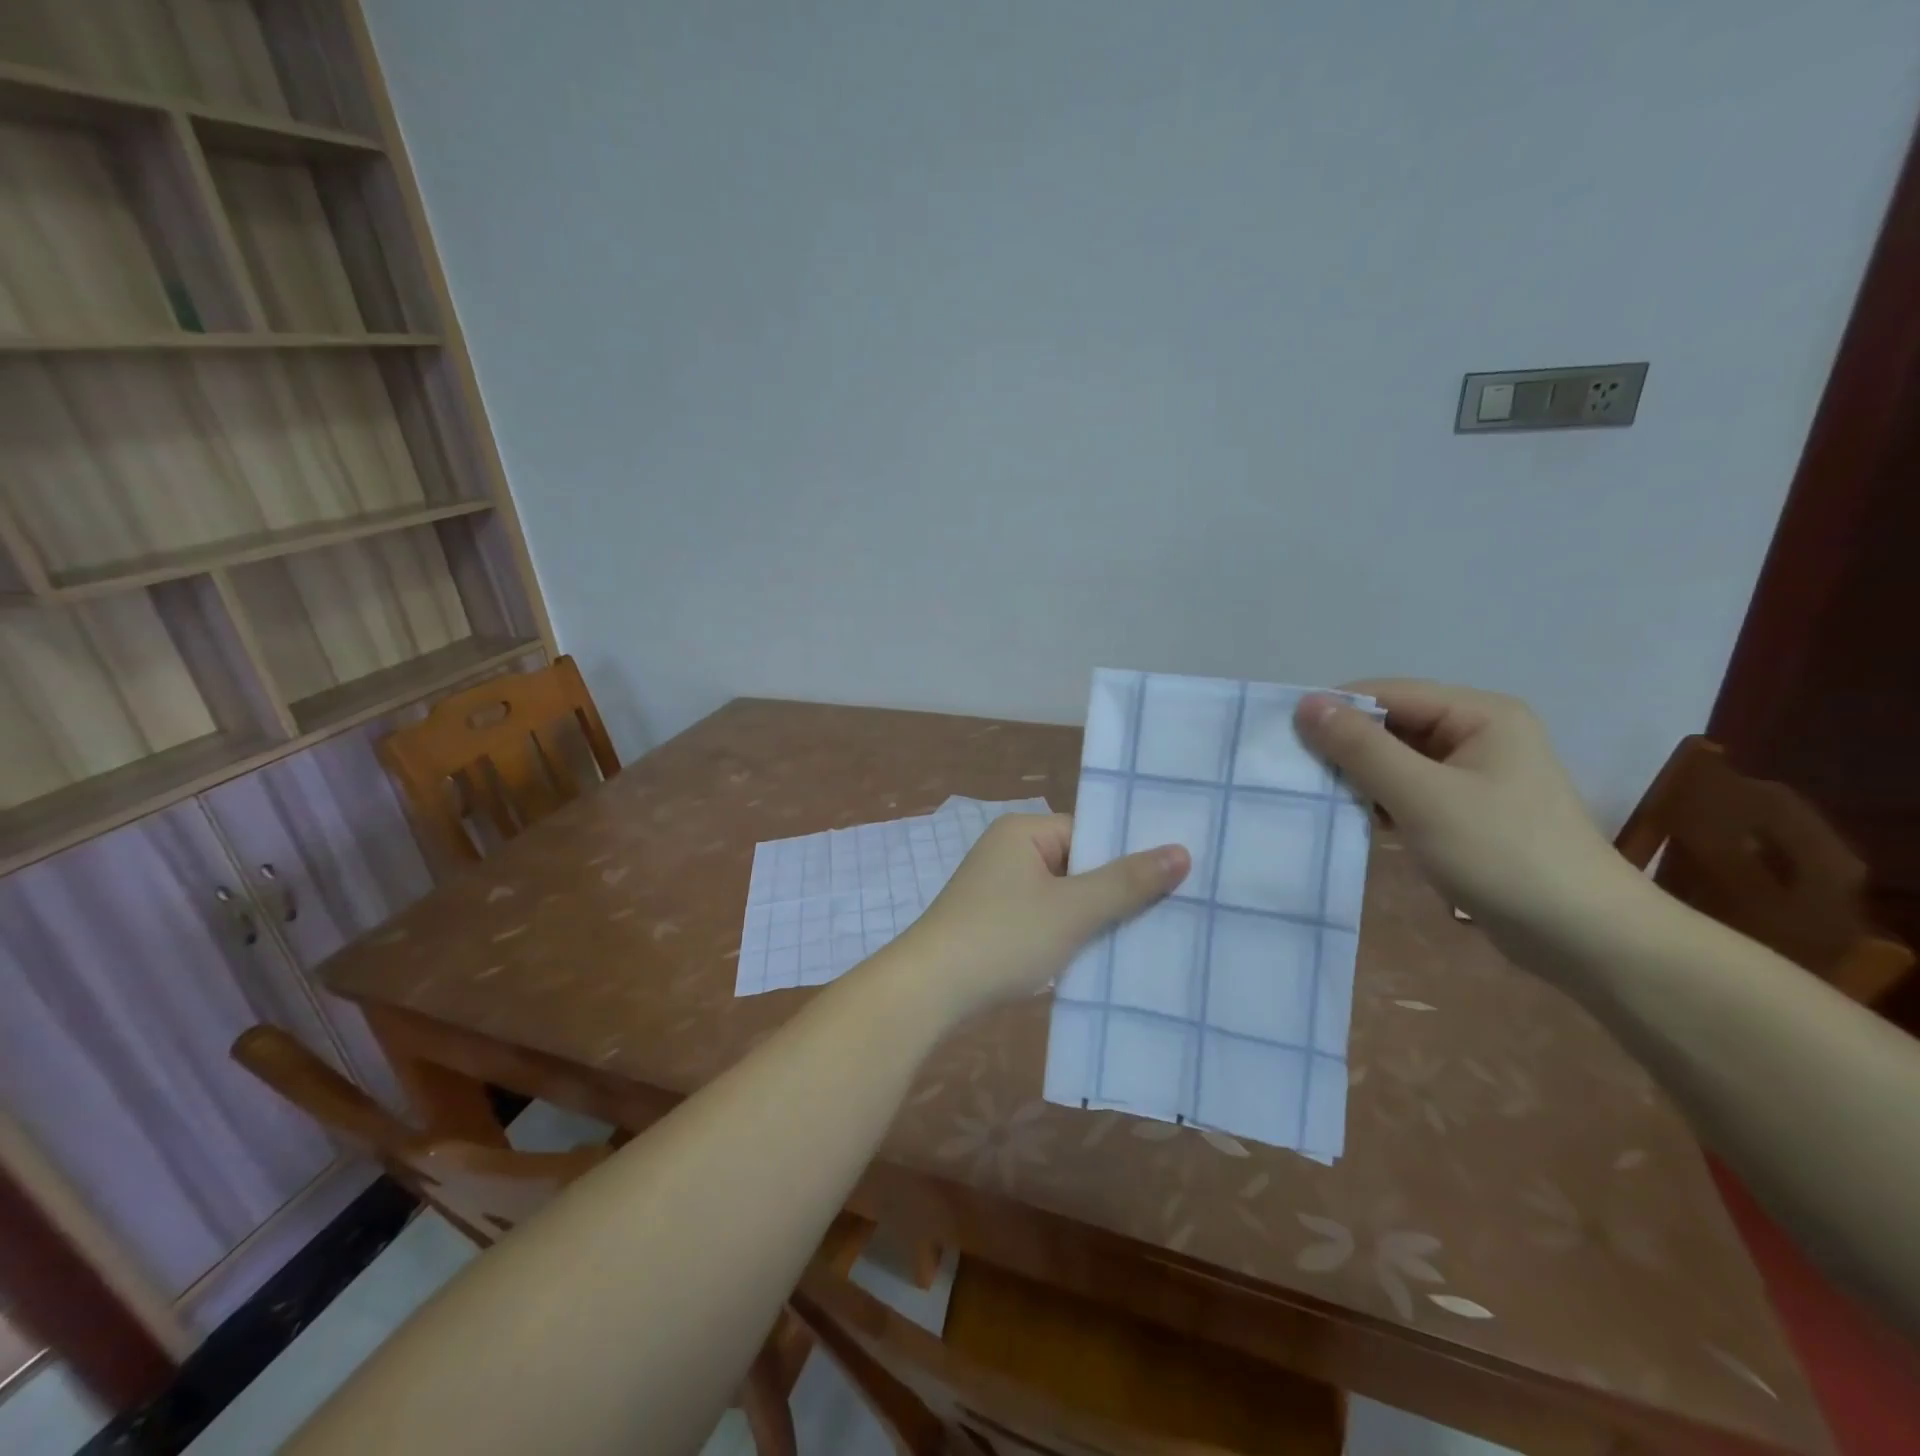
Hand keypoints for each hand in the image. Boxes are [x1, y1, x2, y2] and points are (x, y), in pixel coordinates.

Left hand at [892, 814, 1188, 1022]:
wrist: (929, 990)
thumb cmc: (1004, 937)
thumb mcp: (1073, 909)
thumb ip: (1126, 882)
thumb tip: (1181, 851)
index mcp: (1022, 832)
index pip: (1089, 833)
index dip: (1126, 859)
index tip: (1170, 884)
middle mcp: (1008, 851)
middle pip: (1077, 865)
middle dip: (1113, 892)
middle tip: (1166, 915)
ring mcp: (997, 889)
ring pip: (1062, 897)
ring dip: (1091, 918)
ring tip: (1140, 939)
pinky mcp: (992, 922)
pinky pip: (1043, 919)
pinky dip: (1067, 936)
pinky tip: (1096, 958)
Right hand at [1294, 680, 1644, 975]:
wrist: (1583, 938)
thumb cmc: (1503, 855)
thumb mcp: (1422, 796)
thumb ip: (1361, 748)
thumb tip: (1306, 704)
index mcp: (1479, 714)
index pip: (1388, 693)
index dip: (1335, 710)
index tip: (1283, 738)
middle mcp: (1478, 734)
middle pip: (1391, 725)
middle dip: (1343, 746)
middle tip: (1292, 771)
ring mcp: (1474, 775)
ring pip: (1396, 760)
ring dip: (1357, 776)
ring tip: (1314, 796)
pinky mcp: (1467, 811)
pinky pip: (1408, 790)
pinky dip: (1378, 800)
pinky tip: (1352, 819)